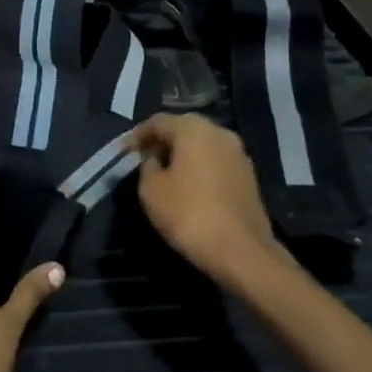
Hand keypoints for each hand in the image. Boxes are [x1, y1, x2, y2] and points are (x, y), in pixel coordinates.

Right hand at [126, 114, 284, 289]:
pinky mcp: (248, 174)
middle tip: (143, 160)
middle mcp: (219, 132)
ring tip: (164, 174)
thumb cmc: (189, 215)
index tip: (123, 153)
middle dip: (161, 142)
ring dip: (181, 154)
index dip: (137, 136)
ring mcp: (238, 153)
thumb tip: (154, 159)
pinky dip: (199, 167)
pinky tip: (189, 186)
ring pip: (202, 145)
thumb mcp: (151, 190)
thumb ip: (147, 166)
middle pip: (183, 128)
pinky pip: (215, 161)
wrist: (240, 250)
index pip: (158, 121)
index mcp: (193, 129)